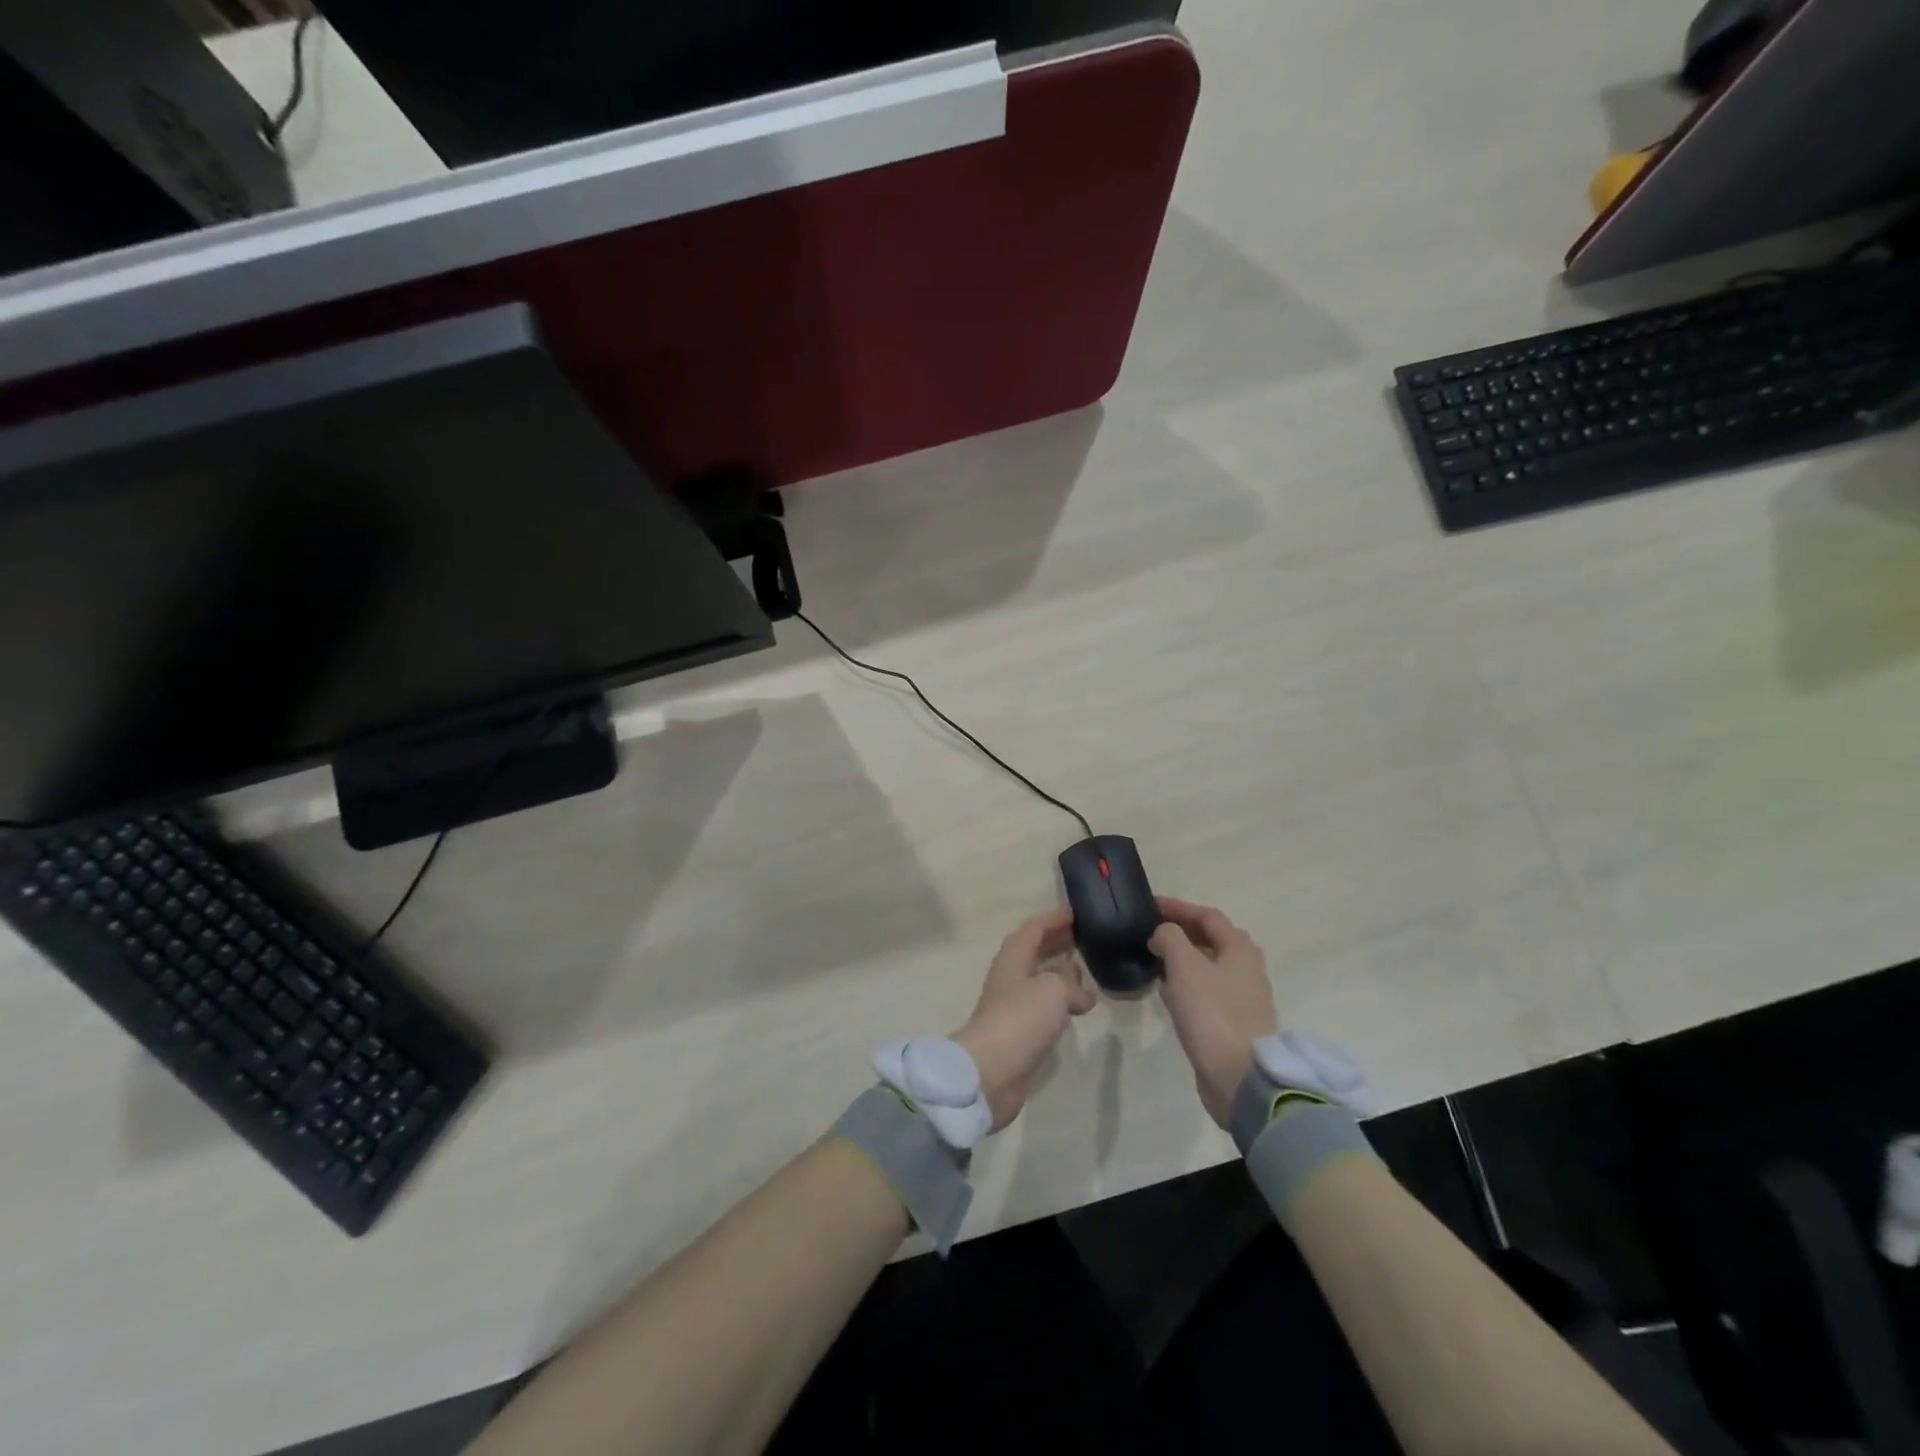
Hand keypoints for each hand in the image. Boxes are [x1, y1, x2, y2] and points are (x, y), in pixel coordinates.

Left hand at [952, 908, 1095, 1130]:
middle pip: (1034, 952)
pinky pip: (1043, 1007)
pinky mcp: (1019, 1032)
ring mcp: (1013, 1005)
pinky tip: (1078, 1008)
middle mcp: (1011, 976)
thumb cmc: (1021, 1018)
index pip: (1034, 929)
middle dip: (1057, 942)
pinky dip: (1060, 1001)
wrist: (991, 1070)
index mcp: (1013, 957)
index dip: (1054, 919)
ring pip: (1040, 980)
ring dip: (1060, 973)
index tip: (1077, 913)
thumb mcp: (1054, 989)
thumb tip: (1082, 993)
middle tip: (1085, 937)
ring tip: (1086, 970)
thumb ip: (1071, 982)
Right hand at [1151, 897, 1279, 1127]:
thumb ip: (1170, 938)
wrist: (1240, 1078)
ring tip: (1154, 956)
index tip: (1149, 905)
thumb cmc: (1212, 1013)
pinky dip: (1186, 982)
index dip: (1178, 907)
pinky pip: (1207, 991)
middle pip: (1213, 939)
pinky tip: (1166, 991)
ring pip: (1210, 966)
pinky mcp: (1234, 1023)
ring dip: (1183, 957)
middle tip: (1152, 929)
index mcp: (1240, 949)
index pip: (1208, 916)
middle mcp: (1247, 969)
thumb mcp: (1184, 966)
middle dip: (1182, 930)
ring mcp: (1243, 998)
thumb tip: (1162, 933)